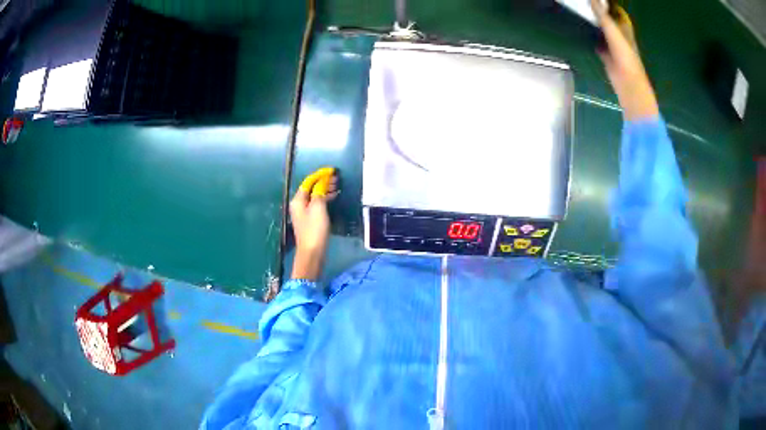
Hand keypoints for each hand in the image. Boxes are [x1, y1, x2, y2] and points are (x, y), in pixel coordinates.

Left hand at [289, 167, 338, 279]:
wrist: (312, 252)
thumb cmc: (314, 229)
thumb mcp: (318, 207)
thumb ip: (319, 193)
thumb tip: (322, 183)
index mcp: (298, 200)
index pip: (308, 181)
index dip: (320, 175)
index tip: (331, 171)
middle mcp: (299, 204)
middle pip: (311, 188)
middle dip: (323, 182)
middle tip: (337, 178)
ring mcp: (304, 213)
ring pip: (315, 196)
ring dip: (325, 190)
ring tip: (337, 186)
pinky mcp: (311, 220)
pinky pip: (318, 204)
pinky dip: (325, 199)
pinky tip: (334, 197)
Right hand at [591, 0, 658, 120]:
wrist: (629, 85)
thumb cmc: (626, 57)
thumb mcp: (613, 32)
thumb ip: (602, 15)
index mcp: (625, 30)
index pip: (619, 13)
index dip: (611, 5)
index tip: (600, 0)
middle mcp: (620, 37)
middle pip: (610, 21)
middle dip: (601, 13)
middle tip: (586, 5)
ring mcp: (614, 48)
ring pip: (604, 32)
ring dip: (595, 25)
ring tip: (582, 14)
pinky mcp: (607, 57)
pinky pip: (599, 44)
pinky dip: (592, 39)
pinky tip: (583, 34)